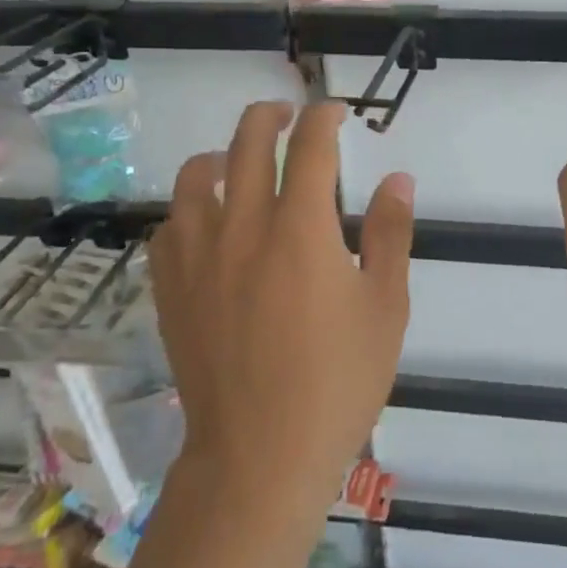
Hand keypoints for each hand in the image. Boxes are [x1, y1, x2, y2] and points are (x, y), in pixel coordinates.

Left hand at [149, 101, 414, 512]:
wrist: (260, 453)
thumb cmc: (338, 381)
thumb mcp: (385, 307)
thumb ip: (390, 234)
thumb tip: (397, 179)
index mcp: (301, 229)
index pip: (310, 147)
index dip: (324, 119)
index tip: (336, 113)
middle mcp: (242, 228)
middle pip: (246, 144)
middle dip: (270, 116)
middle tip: (289, 116)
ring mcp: (197, 257)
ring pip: (194, 177)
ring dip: (221, 154)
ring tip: (238, 161)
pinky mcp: (171, 289)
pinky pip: (169, 226)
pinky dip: (189, 207)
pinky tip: (206, 221)